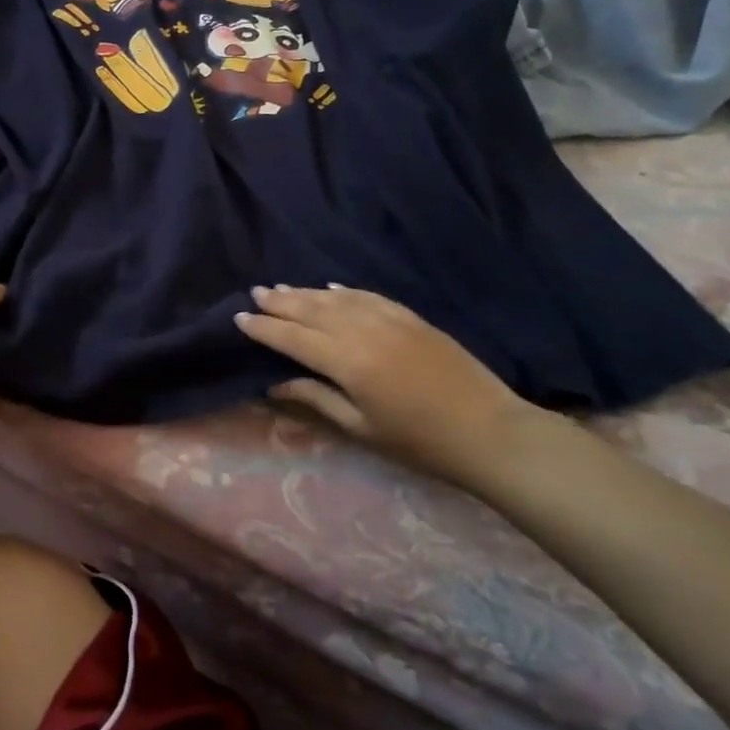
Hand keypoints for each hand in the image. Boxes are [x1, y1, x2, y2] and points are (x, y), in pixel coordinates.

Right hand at [235, 285, 554, 486]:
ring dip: (306, 292)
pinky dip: (345, 290)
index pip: (293, 338)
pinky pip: (368, 296)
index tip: (239, 319)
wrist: (489, 432)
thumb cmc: (420, 442)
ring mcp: (390, 319)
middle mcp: (363, 331)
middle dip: (280, 302)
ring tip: (282, 288)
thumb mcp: (361, 428)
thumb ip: (316, 399)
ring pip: (337, 298)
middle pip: (311, 310)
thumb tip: (274, 385)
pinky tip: (330, 288)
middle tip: (255, 293)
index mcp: (347, 362)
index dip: (264, 328)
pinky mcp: (412, 318)